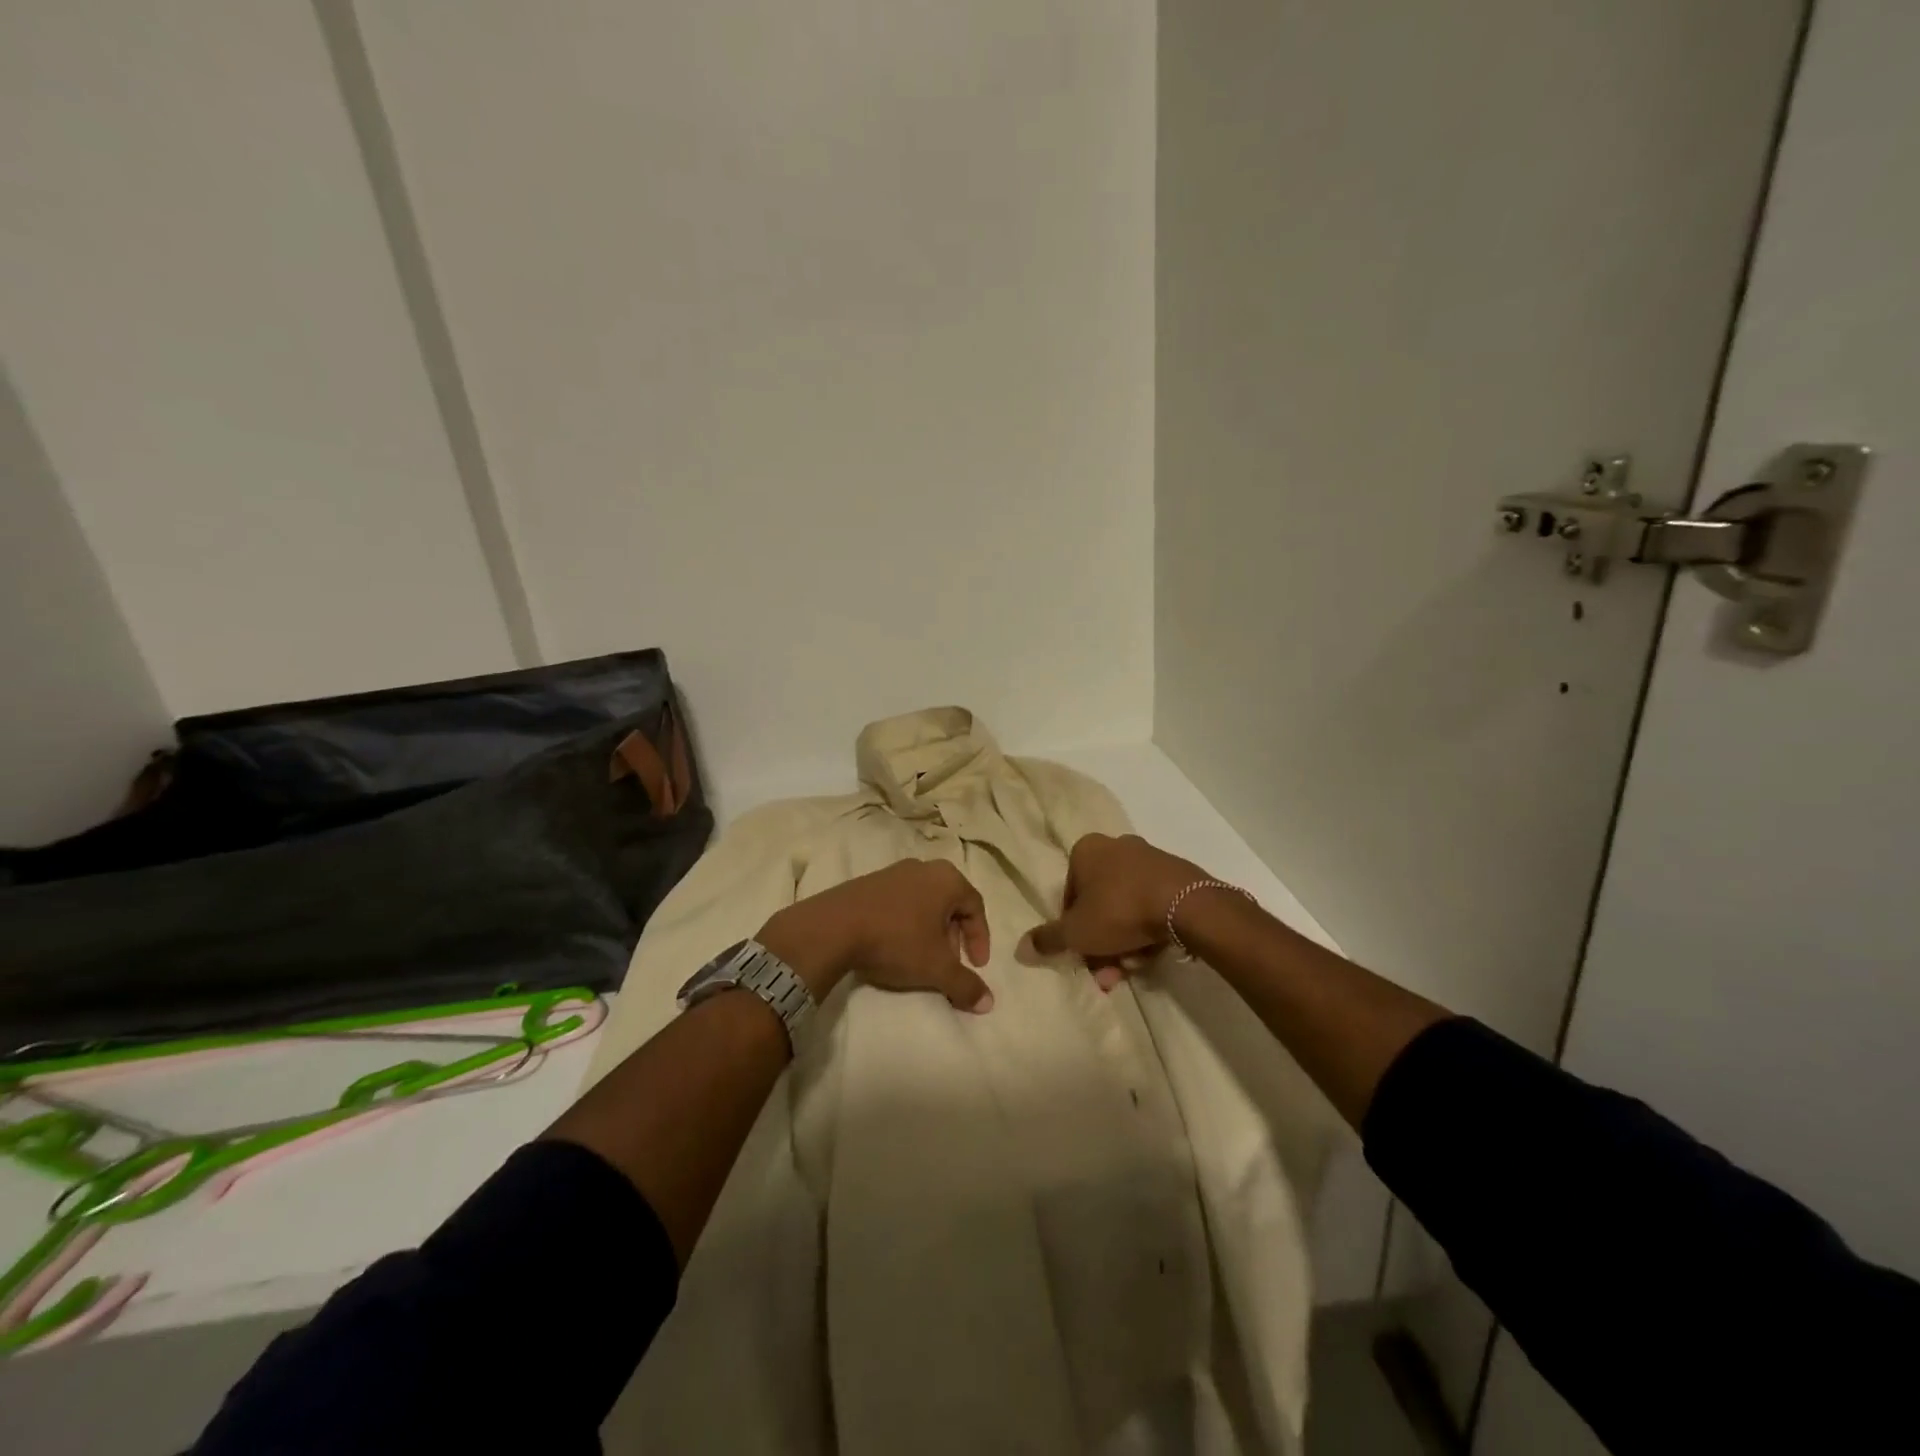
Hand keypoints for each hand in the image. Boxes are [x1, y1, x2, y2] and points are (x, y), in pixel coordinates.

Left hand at [757, 860, 994, 1012]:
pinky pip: (899, 902)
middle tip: (949, 962)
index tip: (976, 966)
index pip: (976, 906)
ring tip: (921, 957)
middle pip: (950, 903)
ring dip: (930, 930)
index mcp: (946, 879)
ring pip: (924, 902)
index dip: (980, 938)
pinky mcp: (868, 882)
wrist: (833, 927)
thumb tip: (988, 1002)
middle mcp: (923, 868)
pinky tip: (894, 946)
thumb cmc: (895, 940)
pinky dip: (906, 923)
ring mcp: (893, 872)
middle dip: (954, 936)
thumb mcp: (936, 967)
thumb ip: (965, 985)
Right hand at [1027, 834, 1205, 989]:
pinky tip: (1152, 953)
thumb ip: (1047, 940)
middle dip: (1101, 944)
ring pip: (1125, 908)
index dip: (1072, 929)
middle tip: (1108, 974)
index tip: (1081, 955)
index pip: (1069, 894)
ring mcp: (1149, 859)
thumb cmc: (1119, 910)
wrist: (1185, 905)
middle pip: (1099, 903)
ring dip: (1124, 943)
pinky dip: (1147, 929)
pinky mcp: (1176, 874)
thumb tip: (1021, 948)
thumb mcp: (1076, 932)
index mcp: (1086, 850)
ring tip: (1133, 969)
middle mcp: (1115, 847)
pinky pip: (1151, 905)